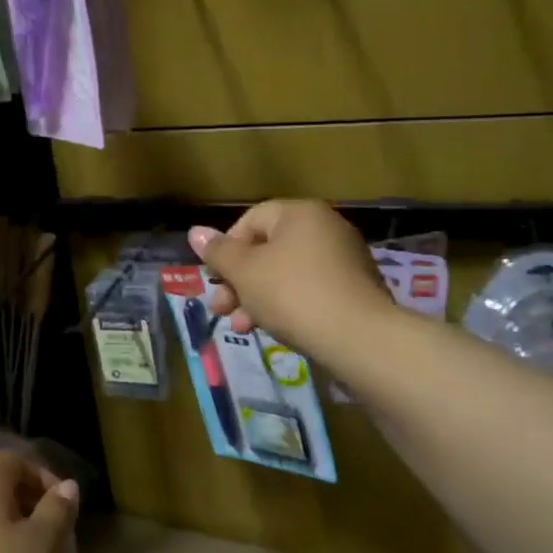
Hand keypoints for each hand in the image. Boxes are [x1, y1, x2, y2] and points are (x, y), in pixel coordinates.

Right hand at [189, 200, 394, 356]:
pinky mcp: (354, 291)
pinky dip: (287, 306)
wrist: (358, 338)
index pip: (251, 219)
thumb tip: (195, 231)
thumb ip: (218, 252)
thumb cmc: (292, 294)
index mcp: (300, 214)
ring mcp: (344, 260)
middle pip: (268, 249)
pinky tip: (274, 330)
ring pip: (286, 274)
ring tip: (242, 328)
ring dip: (257, 298)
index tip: (216, 278)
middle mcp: (326, 228)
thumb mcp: (244, 272)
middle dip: (238, 281)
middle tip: (221, 309)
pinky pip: (310, 291)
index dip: (227, 248)